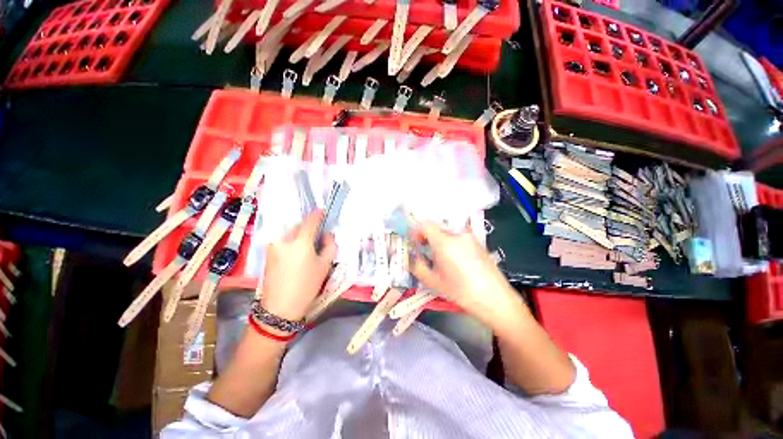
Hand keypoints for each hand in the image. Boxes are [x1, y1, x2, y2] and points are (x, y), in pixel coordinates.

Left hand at [260, 211, 336, 321]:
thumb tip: (326, 235)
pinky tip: (295, 257)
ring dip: (299, 236)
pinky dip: (291, 243)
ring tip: (305, 250)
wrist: (279, 307)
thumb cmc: (307, 285)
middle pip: (299, 226)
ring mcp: (273, 246)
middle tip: (316, 238)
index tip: (323, 212)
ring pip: (290, 234)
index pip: (311, 220)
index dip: (318, 214)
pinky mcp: (267, 254)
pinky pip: (282, 242)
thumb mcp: (325, 265)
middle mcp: (284, 239)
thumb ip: (330, 246)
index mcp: (300, 241)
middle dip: (308, 228)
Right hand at [411, 221, 526, 326]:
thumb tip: (412, 257)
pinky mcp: (478, 242)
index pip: (425, 225)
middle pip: (436, 226)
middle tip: (424, 250)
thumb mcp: (434, 282)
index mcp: (445, 242)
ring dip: (438, 238)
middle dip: (427, 235)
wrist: (495, 299)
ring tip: (439, 256)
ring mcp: (470, 237)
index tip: (415, 243)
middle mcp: (458, 234)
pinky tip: (454, 258)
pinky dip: (450, 241)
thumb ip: (418, 266)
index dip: (416, 231)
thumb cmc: (461, 292)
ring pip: (447, 230)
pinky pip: (458, 235)